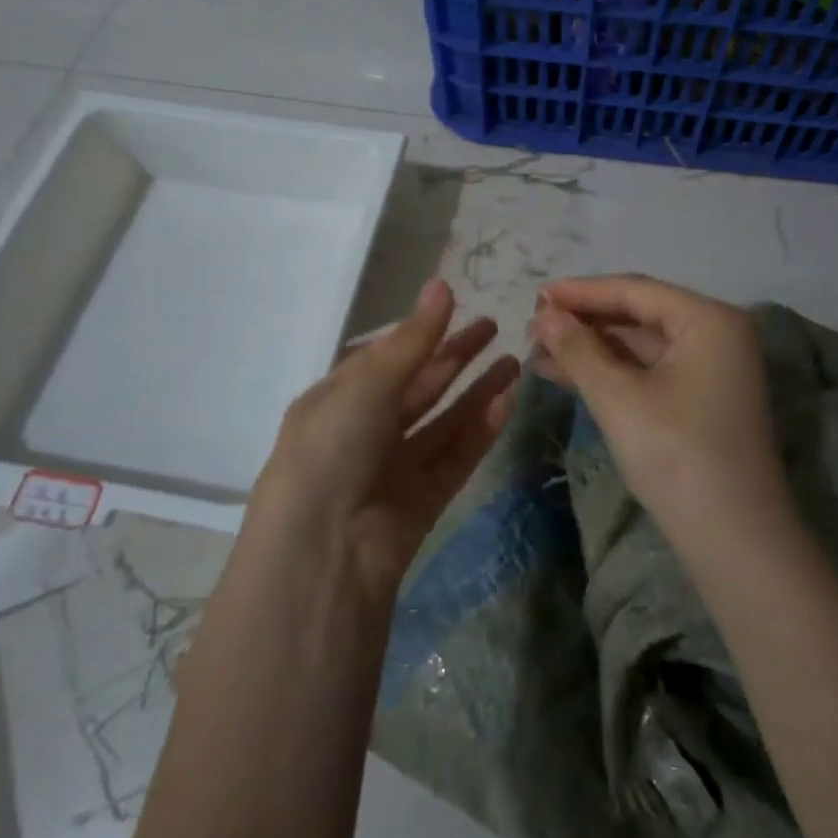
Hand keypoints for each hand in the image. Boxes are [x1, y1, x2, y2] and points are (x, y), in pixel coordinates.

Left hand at [251, 278, 519, 600]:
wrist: (322, 553)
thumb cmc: (331, 450)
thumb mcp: (366, 385)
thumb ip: (412, 339)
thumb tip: (442, 284)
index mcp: (336, 400)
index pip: (383, 358)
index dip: (420, 332)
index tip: (457, 306)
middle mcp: (364, 431)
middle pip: (419, 387)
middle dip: (455, 356)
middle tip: (495, 327)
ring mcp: (394, 468)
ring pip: (443, 422)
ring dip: (477, 392)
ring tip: (515, 362)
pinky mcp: (422, 501)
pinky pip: (455, 457)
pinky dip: (480, 430)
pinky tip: (507, 401)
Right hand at [529, 275, 791, 547]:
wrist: (733, 540)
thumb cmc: (676, 454)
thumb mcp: (618, 397)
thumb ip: (578, 349)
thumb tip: (544, 317)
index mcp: (708, 320)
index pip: (635, 290)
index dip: (582, 292)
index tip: (536, 294)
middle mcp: (715, 335)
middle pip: (638, 315)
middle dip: (584, 321)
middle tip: (533, 325)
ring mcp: (710, 370)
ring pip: (639, 346)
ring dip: (590, 348)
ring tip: (538, 350)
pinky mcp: (698, 401)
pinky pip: (647, 373)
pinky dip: (609, 373)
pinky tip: (565, 374)